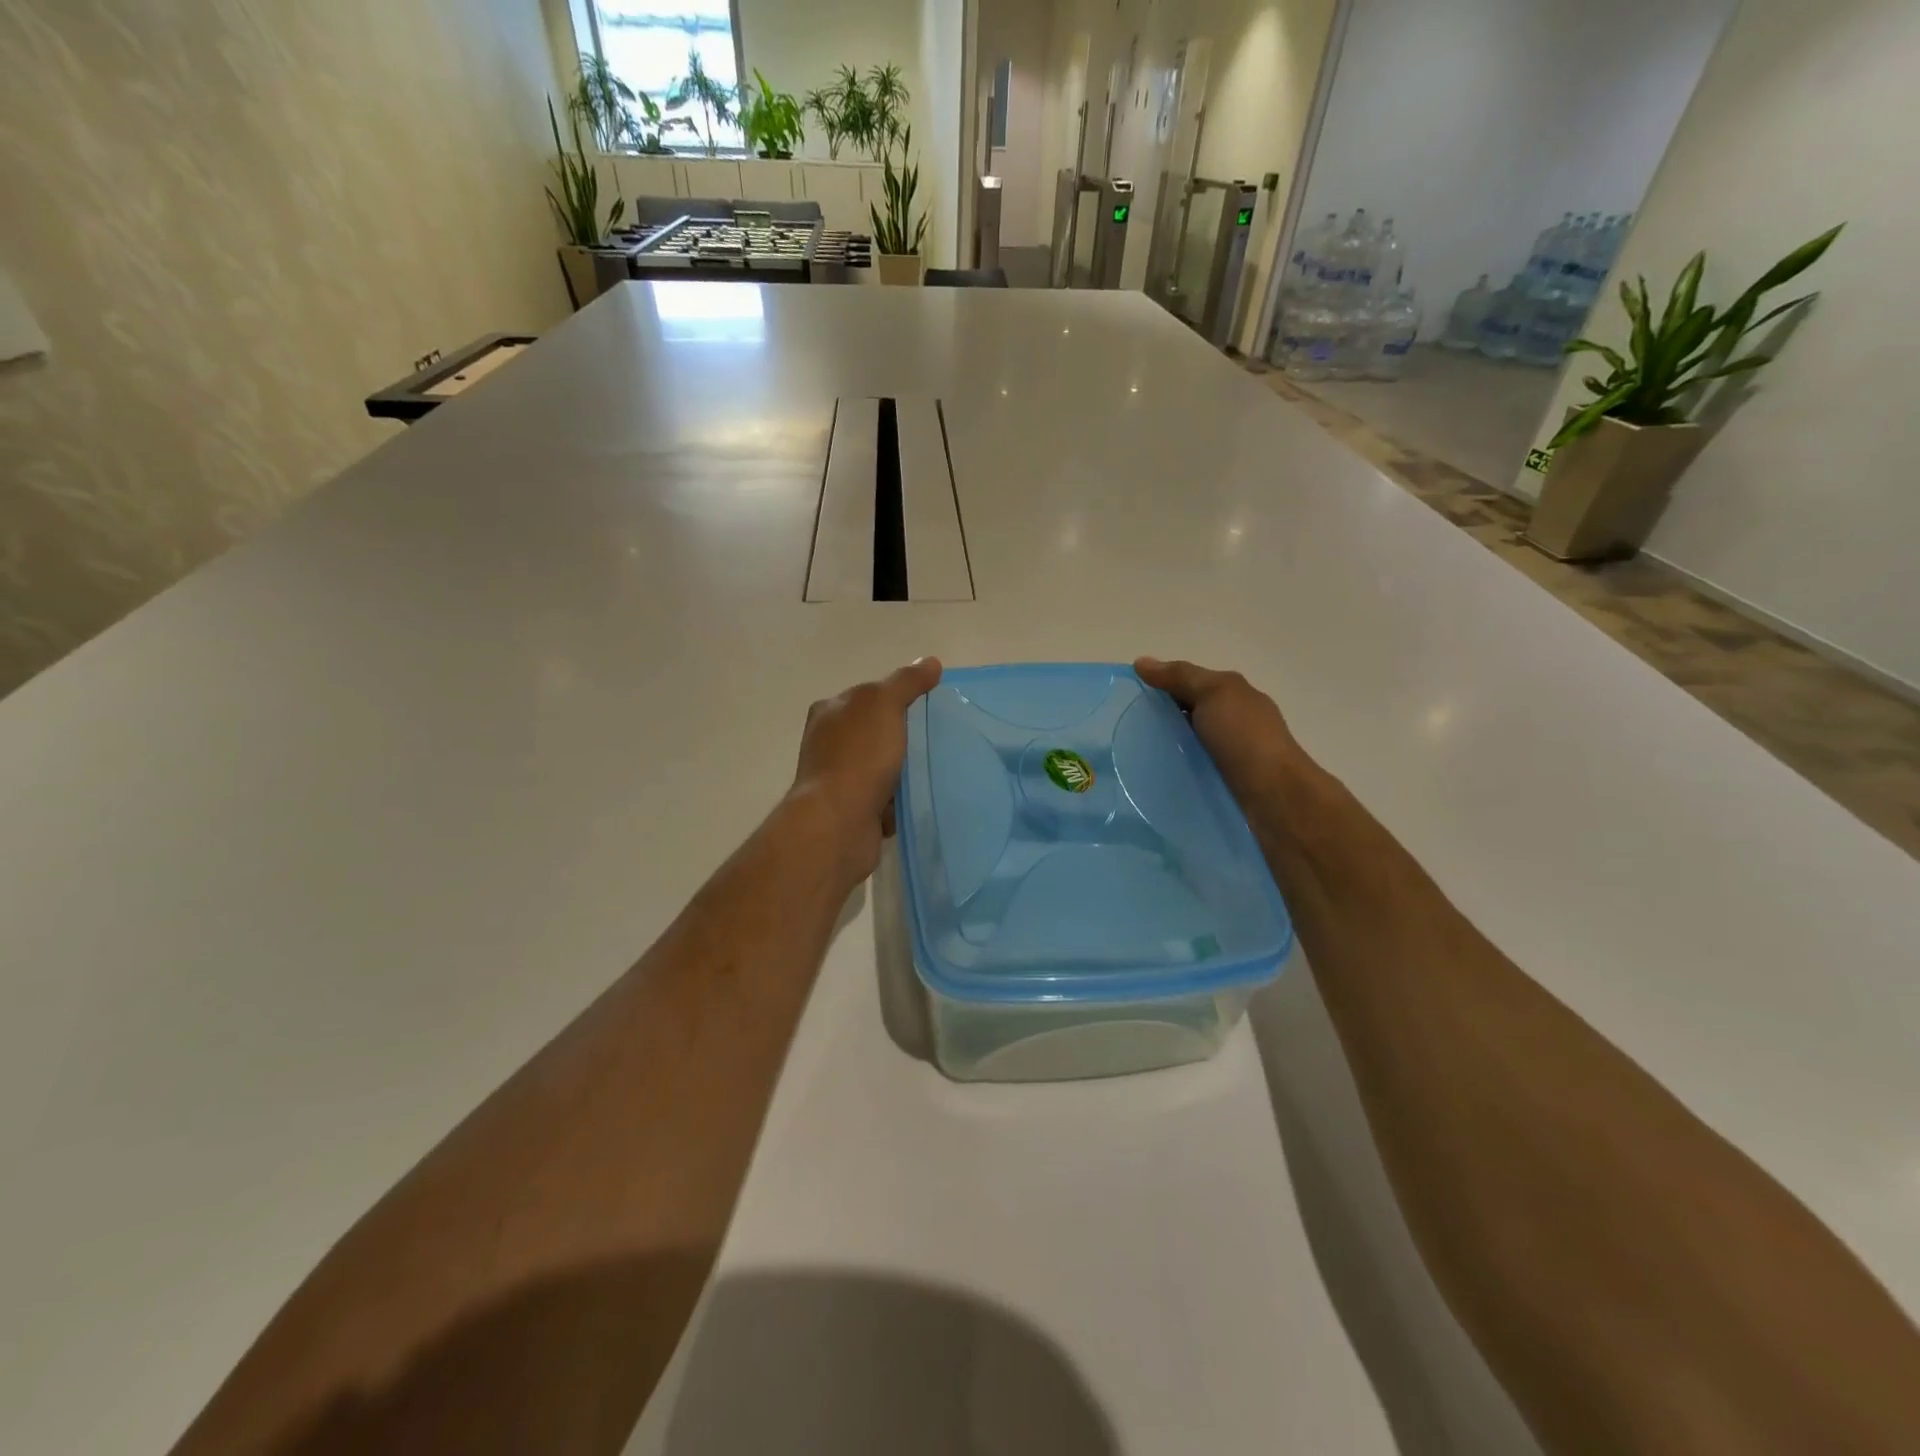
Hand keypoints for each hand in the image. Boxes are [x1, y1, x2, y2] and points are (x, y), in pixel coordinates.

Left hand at [791, 658, 942, 880]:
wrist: (838, 822)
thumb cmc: (858, 756)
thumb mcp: (883, 705)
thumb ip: (906, 682)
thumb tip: (930, 662)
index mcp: (829, 711)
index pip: (869, 695)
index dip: (898, 697)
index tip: (927, 707)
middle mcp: (827, 742)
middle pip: (876, 731)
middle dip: (903, 736)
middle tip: (936, 739)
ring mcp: (837, 779)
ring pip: (881, 767)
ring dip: (903, 771)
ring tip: (933, 770)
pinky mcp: (849, 810)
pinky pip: (883, 799)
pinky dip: (898, 801)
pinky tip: (916, 799)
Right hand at [1135, 657, 1305, 807]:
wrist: (1274, 797)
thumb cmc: (1244, 738)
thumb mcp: (1213, 694)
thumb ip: (1179, 676)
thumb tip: (1141, 661)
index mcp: (1233, 694)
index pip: (1188, 683)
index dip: (1159, 686)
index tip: (1126, 698)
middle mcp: (1232, 721)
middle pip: (1185, 714)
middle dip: (1158, 719)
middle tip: (1122, 729)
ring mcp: (1228, 754)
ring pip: (1186, 744)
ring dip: (1164, 748)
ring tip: (1130, 756)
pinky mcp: (1222, 782)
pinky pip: (1190, 769)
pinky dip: (1173, 770)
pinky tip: (1153, 776)